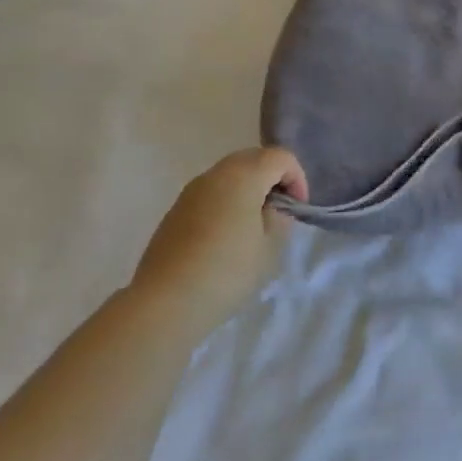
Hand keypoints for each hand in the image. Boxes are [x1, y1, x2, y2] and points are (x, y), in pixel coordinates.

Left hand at [132, 147, 306, 333]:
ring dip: (249, 189)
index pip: (281, 157)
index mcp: (243, 175)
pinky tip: (226, 236)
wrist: (164, 303)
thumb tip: (271, 207)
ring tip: (254, 225)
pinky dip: (226, 202)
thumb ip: (279, 216)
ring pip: (230, 175)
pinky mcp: (175, 211)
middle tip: (280, 211)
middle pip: (254, 159)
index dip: (297, 178)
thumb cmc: (227, 271)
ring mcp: (191, 191)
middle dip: (273, 178)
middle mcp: (215, 174)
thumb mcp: (270, 246)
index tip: (297, 209)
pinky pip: (211, 193)